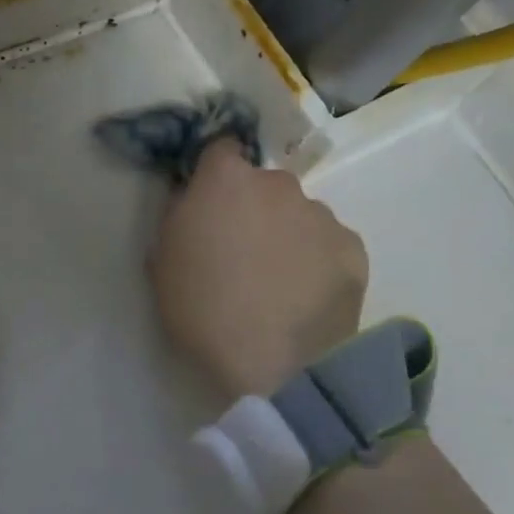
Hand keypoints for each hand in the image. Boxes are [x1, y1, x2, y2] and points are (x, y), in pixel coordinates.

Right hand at [151, 140, 367, 397]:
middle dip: (252, 207)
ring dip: (286, 234)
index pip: (220, 148)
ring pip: (298, 214)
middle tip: (242, 252)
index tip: (209, 202)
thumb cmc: (202, 311)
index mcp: (225, 180)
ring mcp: (321, 214)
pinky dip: (317, 261)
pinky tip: (305, 297)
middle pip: (262, 185)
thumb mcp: (160, 263)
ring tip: (278, 282)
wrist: (274, 365)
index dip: (213, 173)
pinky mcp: (354, 248)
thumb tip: (192, 200)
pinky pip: (328, 244)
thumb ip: (177, 217)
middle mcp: (278, 184)